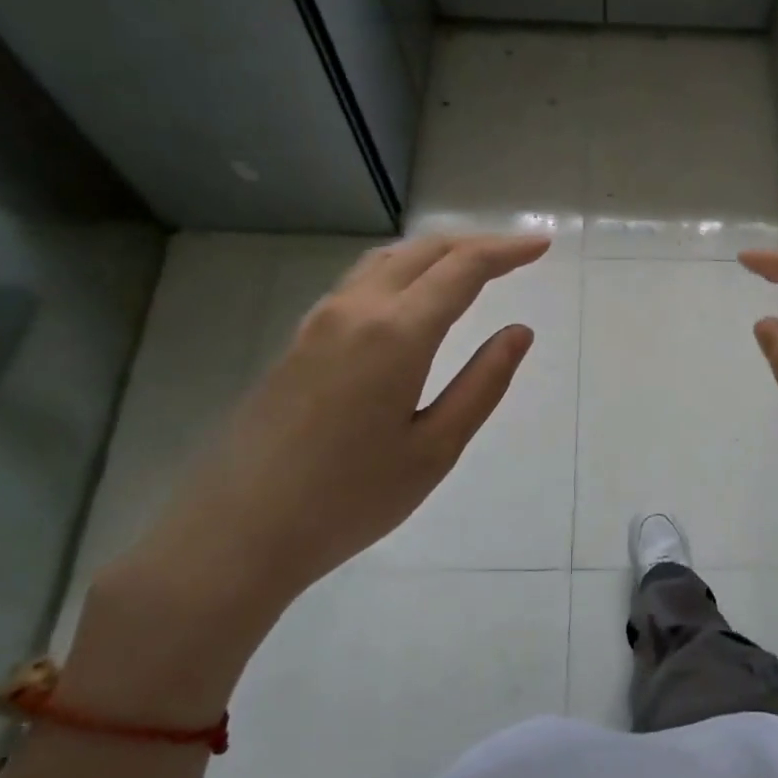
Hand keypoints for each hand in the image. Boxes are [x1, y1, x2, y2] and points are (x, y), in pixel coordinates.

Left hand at [71, 234, 548, 715]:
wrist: (236, 534)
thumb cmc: (349, 499)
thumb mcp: (435, 449)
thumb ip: (482, 383)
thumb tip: (519, 332)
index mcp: (396, 333)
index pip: (462, 268)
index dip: (507, 250)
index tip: (542, 245)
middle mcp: (355, 310)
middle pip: (423, 251)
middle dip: (475, 243)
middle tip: (517, 254)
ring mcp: (319, 323)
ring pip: (386, 261)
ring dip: (435, 253)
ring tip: (472, 266)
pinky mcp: (298, 342)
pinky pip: (360, 283)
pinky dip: (402, 271)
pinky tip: (412, 298)